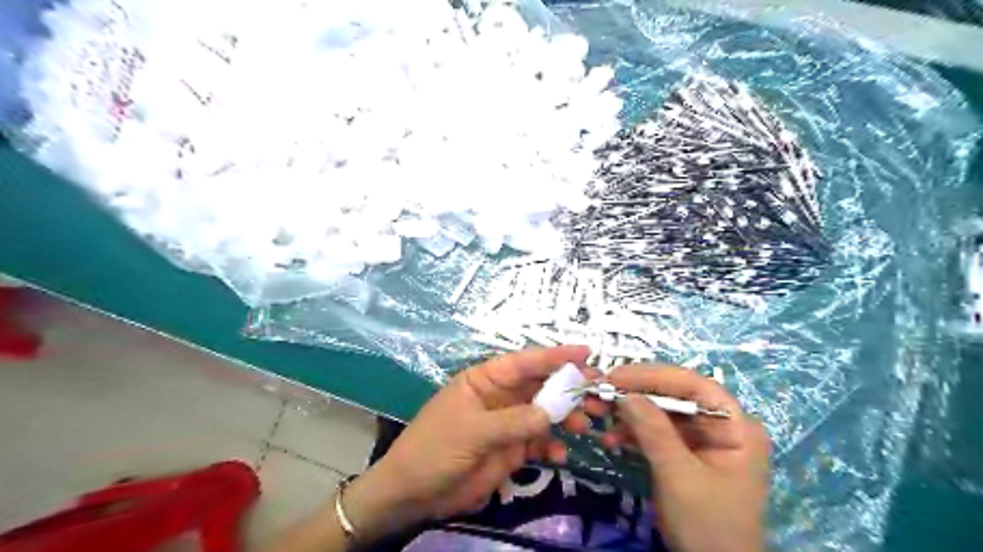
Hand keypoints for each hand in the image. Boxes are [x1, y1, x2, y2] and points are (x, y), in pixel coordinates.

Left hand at [345, 345, 591, 538]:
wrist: (414, 493)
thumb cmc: (435, 449)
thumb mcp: (472, 431)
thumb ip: (513, 422)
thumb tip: (551, 413)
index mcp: (485, 380)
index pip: (523, 362)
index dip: (554, 356)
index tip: (585, 353)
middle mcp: (500, 397)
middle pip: (540, 386)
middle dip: (568, 388)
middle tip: (598, 392)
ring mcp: (507, 423)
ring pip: (544, 413)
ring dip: (567, 417)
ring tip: (587, 425)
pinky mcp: (511, 449)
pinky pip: (539, 441)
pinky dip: (553, 446)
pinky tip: (561, 455)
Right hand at [599, 365, 765, 551]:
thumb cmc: (707, 525)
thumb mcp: (679, 475)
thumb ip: (653, 430)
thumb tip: (623, 393)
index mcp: (736, 426)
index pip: (694, 385)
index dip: (653, 375)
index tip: (616, 375)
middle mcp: (722, 425)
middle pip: (675, 396)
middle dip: (636, 394)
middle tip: (600, 392)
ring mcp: (703, 440)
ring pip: (662, 413)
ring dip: (629, 414)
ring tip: (598, 415)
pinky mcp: (685, 454)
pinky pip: (657, 433)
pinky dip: (633, 434)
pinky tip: (611, 440)